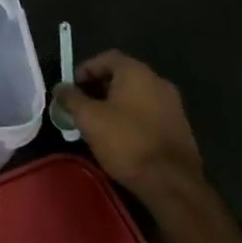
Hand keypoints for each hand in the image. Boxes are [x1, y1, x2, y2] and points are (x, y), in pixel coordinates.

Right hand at [56, 50, 203, 205]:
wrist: (173, 184)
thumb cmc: (126, 142)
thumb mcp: (88, 118)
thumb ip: (71, 98)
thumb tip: (61, 88)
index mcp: (137, 72)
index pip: (106, 57)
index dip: (85, 69)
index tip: (71, 88)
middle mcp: (158, 82)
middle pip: (122, 76)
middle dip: (98, 88)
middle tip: (81, 107)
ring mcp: (173, 106)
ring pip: (136, 96)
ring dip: (115, 105)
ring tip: (98, 125)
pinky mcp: (180, 129)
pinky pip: (149, 114)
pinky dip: (132, 119)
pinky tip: (121, 139)